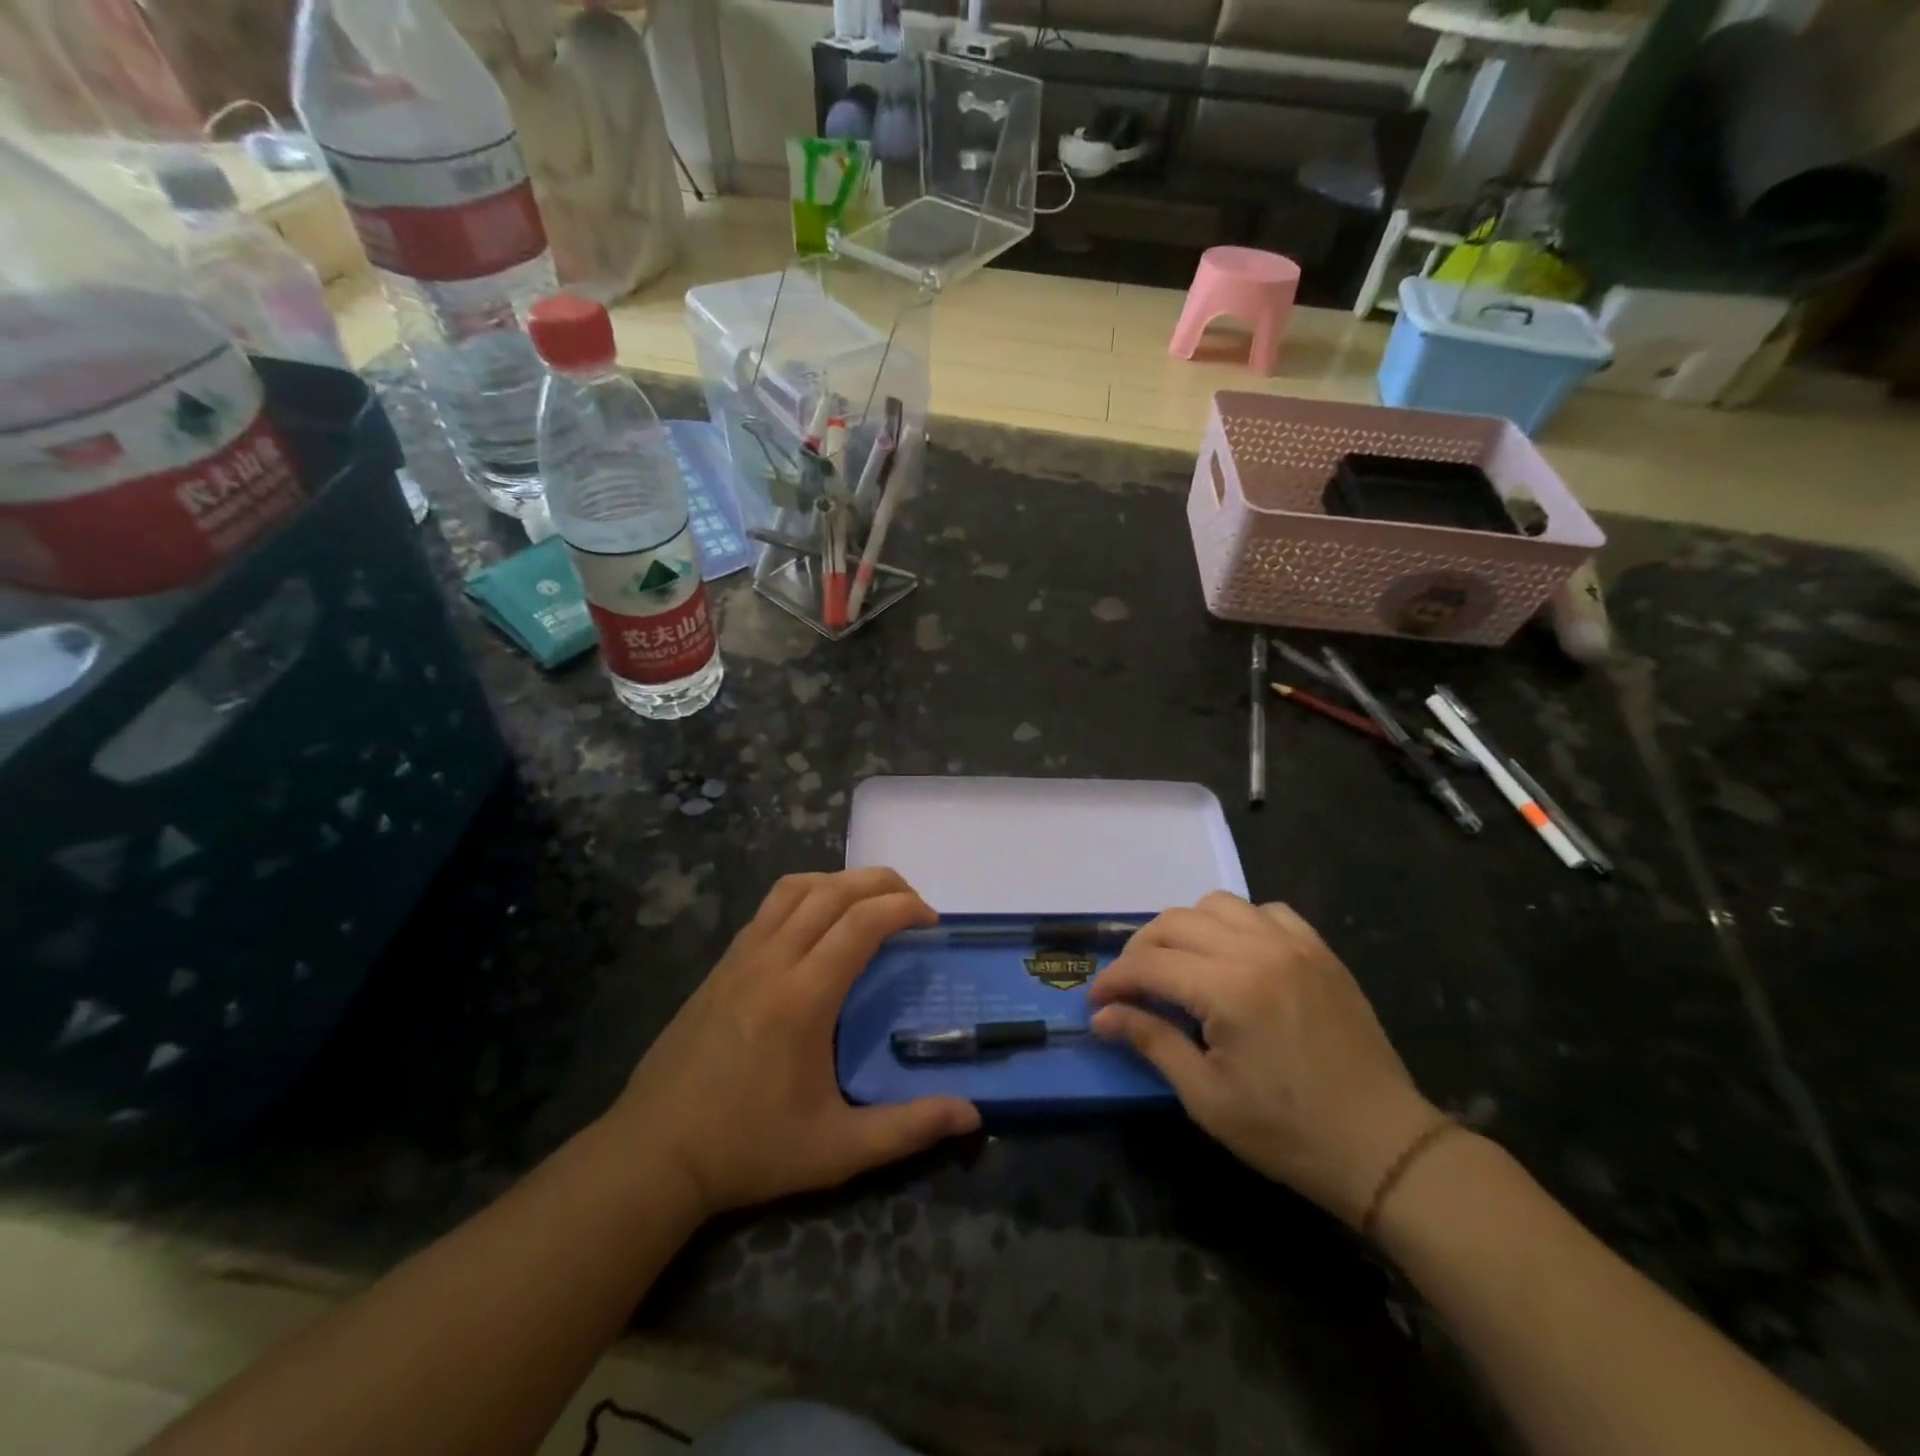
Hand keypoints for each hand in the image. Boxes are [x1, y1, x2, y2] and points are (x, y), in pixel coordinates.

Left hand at [606, 868, 980, 1219]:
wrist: (653, 1153)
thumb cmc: (749, 1149)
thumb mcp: (836, 1150)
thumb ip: (907, 1129)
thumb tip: (973, 1115)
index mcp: (803, 997)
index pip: (861, 922)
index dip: (904, 908)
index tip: (932, 922)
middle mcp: (772, 961)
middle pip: (832, 891)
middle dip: (881, 883)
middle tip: (913, 903)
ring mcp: (740, 957)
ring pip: (796, 888)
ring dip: (840, 882)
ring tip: (869, 904)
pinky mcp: (722, 964)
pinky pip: (770, 907)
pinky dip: (806, 895)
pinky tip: (818, 925)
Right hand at [1089, 894, 1439, 1225]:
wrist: (1383, 1147)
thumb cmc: (1288, 1133)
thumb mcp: (1207, 1097)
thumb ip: (1152, 1042)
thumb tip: (1103, 1017)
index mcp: (1230, 989)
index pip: (1150, 963)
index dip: (1115, 980)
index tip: (1096, 1003)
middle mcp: (1259, 950)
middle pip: (1176, 922)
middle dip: (1141, 950)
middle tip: (1130, 986)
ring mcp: (1295, 944)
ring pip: (1217, 903)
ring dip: (1186, 928)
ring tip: (1179, 964)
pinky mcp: (1320, 951)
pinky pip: (1267, 911)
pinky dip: (1238, 923)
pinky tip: (1235, 955)